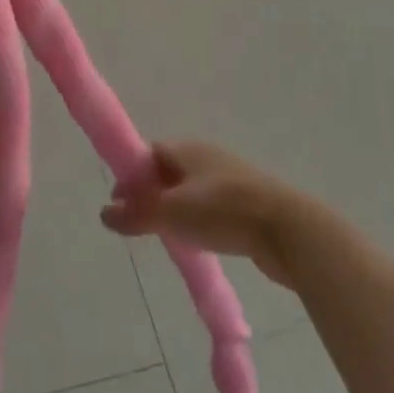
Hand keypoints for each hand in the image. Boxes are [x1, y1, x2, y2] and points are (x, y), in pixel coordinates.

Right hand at [100, 141, 307, 285]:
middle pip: (169, 171)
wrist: (289, 230)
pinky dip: (197, 221)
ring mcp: (231, 181)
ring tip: (166, 236)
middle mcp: (208, 158)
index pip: (149, 154)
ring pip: (191, 192)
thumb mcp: (172, 213)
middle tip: (139, 223)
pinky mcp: (248, 206)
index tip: (120, 204)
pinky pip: (211, 208)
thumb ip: (137, 214)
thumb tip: (104, 213)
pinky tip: (197, 243)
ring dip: (175, 210)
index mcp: (188, 149)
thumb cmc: (224, 211)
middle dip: (151, 193)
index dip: (131, 176)